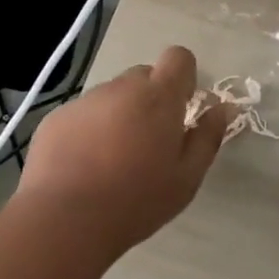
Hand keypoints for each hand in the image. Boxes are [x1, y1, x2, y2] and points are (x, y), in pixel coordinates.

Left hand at [16, 46, 231, 254]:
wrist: (63, 221)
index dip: (184, 77)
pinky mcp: (56, 119)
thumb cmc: (136, 200)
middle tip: (149, 141)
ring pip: (112, 96)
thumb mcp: (187, 177)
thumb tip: (222, 109)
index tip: (183, 107)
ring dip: (119, 115)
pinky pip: (83, 114)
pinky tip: (83, 166)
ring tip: (112, 159)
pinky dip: (89, 130)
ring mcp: (85, 101)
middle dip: (151, 99)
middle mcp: (122, 88)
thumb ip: (208, 137)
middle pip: (144, 76)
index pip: (178, 57)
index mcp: (159, 97)